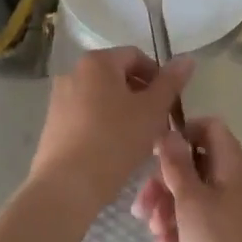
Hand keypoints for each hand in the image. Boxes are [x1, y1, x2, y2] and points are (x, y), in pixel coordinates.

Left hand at [27, 47, 192, 220]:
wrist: (68, 185)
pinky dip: (104, 124)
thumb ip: (170, 83)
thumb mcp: (152, 111)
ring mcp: (60, 97)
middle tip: (158, 124)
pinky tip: (115, 149)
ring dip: (124, 111)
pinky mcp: (53, 122)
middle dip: (142, 96)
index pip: (135, 56)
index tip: (170, 104)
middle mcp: (74, 72)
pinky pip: (86, 114)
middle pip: (117, 76)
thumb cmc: (115, 141)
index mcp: (97, 62)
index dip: (158, 77)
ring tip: (139, 140)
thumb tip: (187, 58)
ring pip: (102, 97)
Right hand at [131, 117, 241, 241]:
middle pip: (198, 164)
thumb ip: (177, 164)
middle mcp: (240, 181)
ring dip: (170, 208)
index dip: (181, 135)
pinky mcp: (239, 237)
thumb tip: (169, 133)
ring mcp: (241, 210)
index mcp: (234, 165)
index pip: (209, 128)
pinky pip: (207, 219)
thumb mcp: (191, 203)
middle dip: (166, 182)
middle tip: (142, 207)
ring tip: (153, 233)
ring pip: (199, 194)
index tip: (155, 158)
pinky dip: (185, 228)